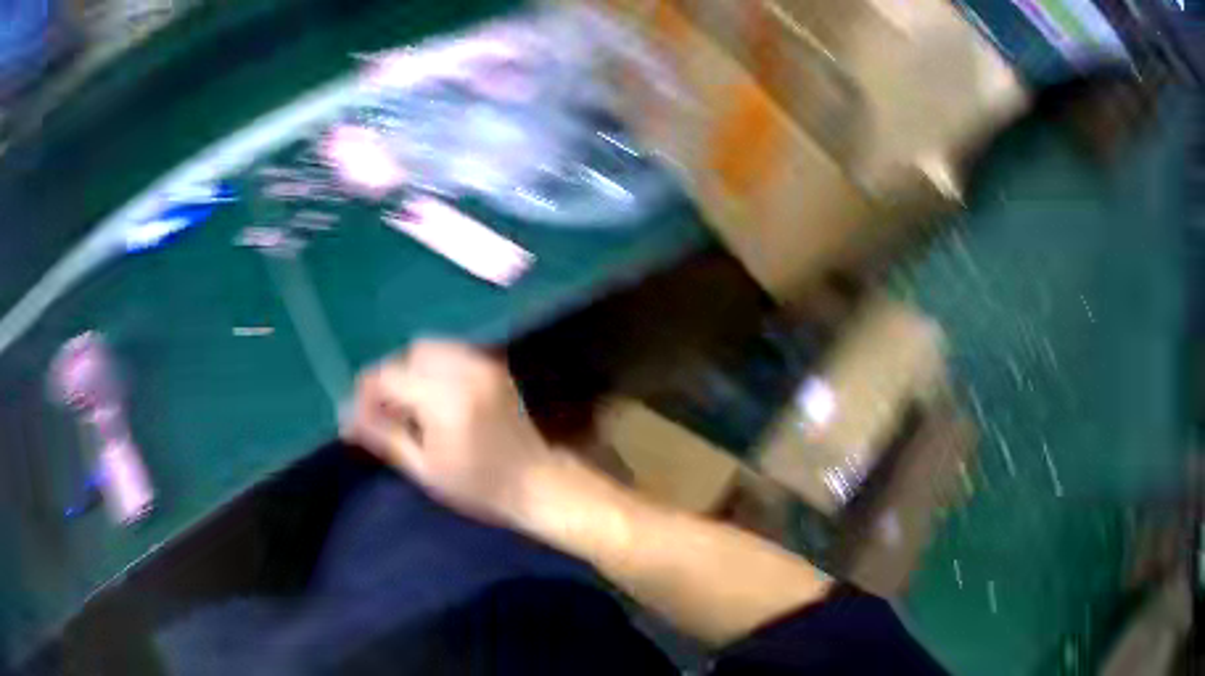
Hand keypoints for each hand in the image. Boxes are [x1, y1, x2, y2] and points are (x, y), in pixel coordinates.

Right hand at [344, 340, 552, 526]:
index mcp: (445, 399)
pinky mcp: (493, 365)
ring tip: (408, 406)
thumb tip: (347, 418)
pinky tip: (433, 398)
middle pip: (410, 353)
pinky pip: (452, 352)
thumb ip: (385, 437)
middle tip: (384, 411)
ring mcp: (483, 363)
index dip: (367, 394)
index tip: (359, 418)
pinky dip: (433, 367)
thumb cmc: (479, 486)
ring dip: (411, 369)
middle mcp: (465, 370)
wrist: (536, 483)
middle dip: (391, 378)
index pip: (388, 376)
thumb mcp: (425, 469)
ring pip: (431, 347)